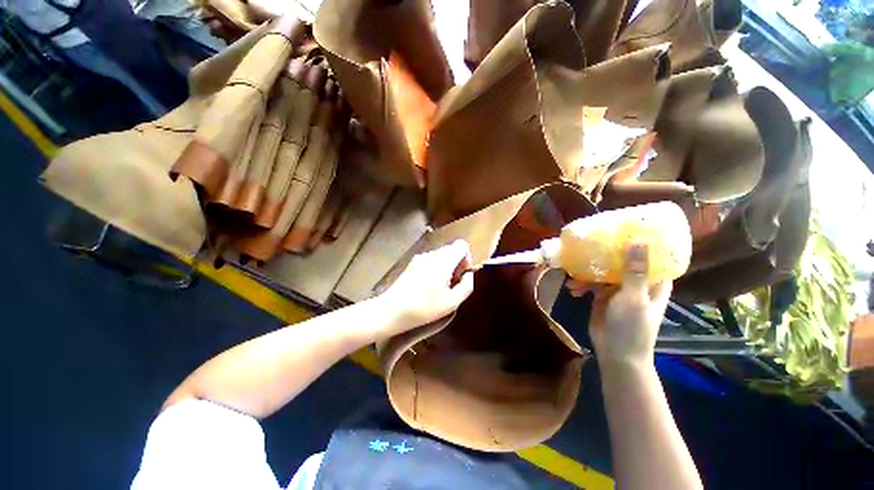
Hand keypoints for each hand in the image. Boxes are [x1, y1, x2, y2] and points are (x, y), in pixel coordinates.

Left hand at [376, 240, 474, 336]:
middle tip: (452, 284)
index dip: (467, 258)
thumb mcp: (451, 303)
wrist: (392, 310)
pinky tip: (429, 285)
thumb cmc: (424, 308)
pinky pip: (431, 259)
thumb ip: (466, 286)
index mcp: (442, 261)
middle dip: (457, 264)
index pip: (461, 245)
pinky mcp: (413, 262)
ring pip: (441, 255)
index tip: (462, 275)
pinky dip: (436, 268)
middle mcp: (431, 254)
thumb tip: (468, 274)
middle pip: (452, 249)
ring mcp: (420, 257)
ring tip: (440, 287)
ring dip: (446, 266)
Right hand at [568, 244, 670, 367]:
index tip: (628, 228)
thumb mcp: (634, 298)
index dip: (643, 242)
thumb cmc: (632, 327)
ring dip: (589, 272)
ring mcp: (617, 289)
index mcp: (652, 283)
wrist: (615, 353)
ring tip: (575, 274)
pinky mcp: (602, 295)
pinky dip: (581, 284)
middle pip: (623, 260)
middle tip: (592, 242)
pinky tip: (573, 288)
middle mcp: (635, 282)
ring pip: (604, 271)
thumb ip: (635, 272)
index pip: (652, 257)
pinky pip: (591, 282)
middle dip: (608, 254)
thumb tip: (639, 242)